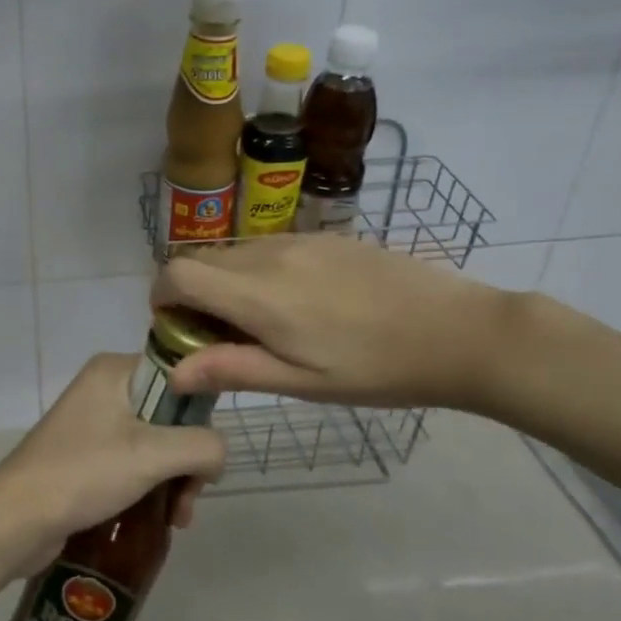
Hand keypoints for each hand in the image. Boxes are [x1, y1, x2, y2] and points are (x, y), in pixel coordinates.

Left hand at [0, 353, 225, 577]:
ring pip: (157, 443)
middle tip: (189, 497)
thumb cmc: (84, 474)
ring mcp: (94, 422)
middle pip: (171, 415)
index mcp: (115, 370)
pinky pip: (135, 461)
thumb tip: (217, 455)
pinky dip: (152, 486)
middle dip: (188, 459)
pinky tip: (161, 520)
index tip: (205, 455)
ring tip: (176, 519)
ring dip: (174, 480)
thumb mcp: (152, 456)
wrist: (16, 519)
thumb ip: (202, 446)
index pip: (180, 376)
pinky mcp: (87, 455)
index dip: (200, 415)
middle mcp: (104, 388)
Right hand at [150, 234, 509, 411]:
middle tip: (220, 337)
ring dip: (226, 284)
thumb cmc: (377, 369)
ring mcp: (299, 240)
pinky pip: (269, 248)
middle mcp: (268, 255)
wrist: (458, 332)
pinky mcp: (325, 237)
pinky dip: (259, 272)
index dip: (162, 298)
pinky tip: (301, 305)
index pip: (178, 273)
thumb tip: (174, 371)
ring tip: (264, 325)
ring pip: (235, 253)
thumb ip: (233, 369)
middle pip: (201, 261)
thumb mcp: (302, 383)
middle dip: (192, 295)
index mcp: (258, 294)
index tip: (177, 329)